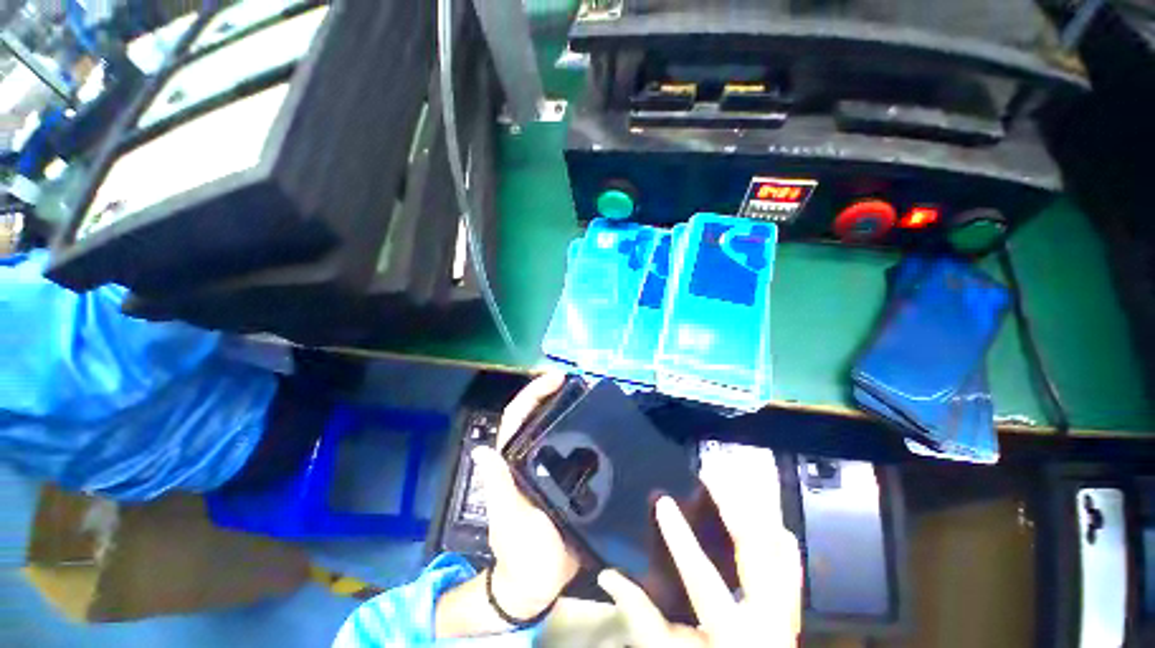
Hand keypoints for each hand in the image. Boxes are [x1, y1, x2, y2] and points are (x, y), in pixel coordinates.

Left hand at [470, 372, 579, 618]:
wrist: (541, 582)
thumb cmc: (521, 553)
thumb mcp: (509, 521)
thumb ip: (499, 488)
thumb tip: (483, 451)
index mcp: (513, 462)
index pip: (518, 418)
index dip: (533, 394)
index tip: (556, 378)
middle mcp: (529, 457)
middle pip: (538, 416)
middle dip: (554, 394)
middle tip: (579, 382)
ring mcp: (548, 466)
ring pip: (556, 429)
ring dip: (568, 409)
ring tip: (591, 397)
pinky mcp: (566, 476)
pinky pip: (574, 448)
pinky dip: (583, 433)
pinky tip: (599, 427)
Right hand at [597, 449, 802, 646]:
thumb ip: (639, 615)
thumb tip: (608, 576)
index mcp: (730, 633)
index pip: (703, 578)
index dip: (681, 539)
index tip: (663, 502)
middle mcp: (766, 620)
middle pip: (754, 553)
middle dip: (733, 508)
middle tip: (712, 476)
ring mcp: (783, 615)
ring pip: (778, 553)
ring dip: (757, 514)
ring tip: (738, 482)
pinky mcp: (789, 613)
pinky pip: (791, 570)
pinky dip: (781, 542)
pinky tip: (772, 519)